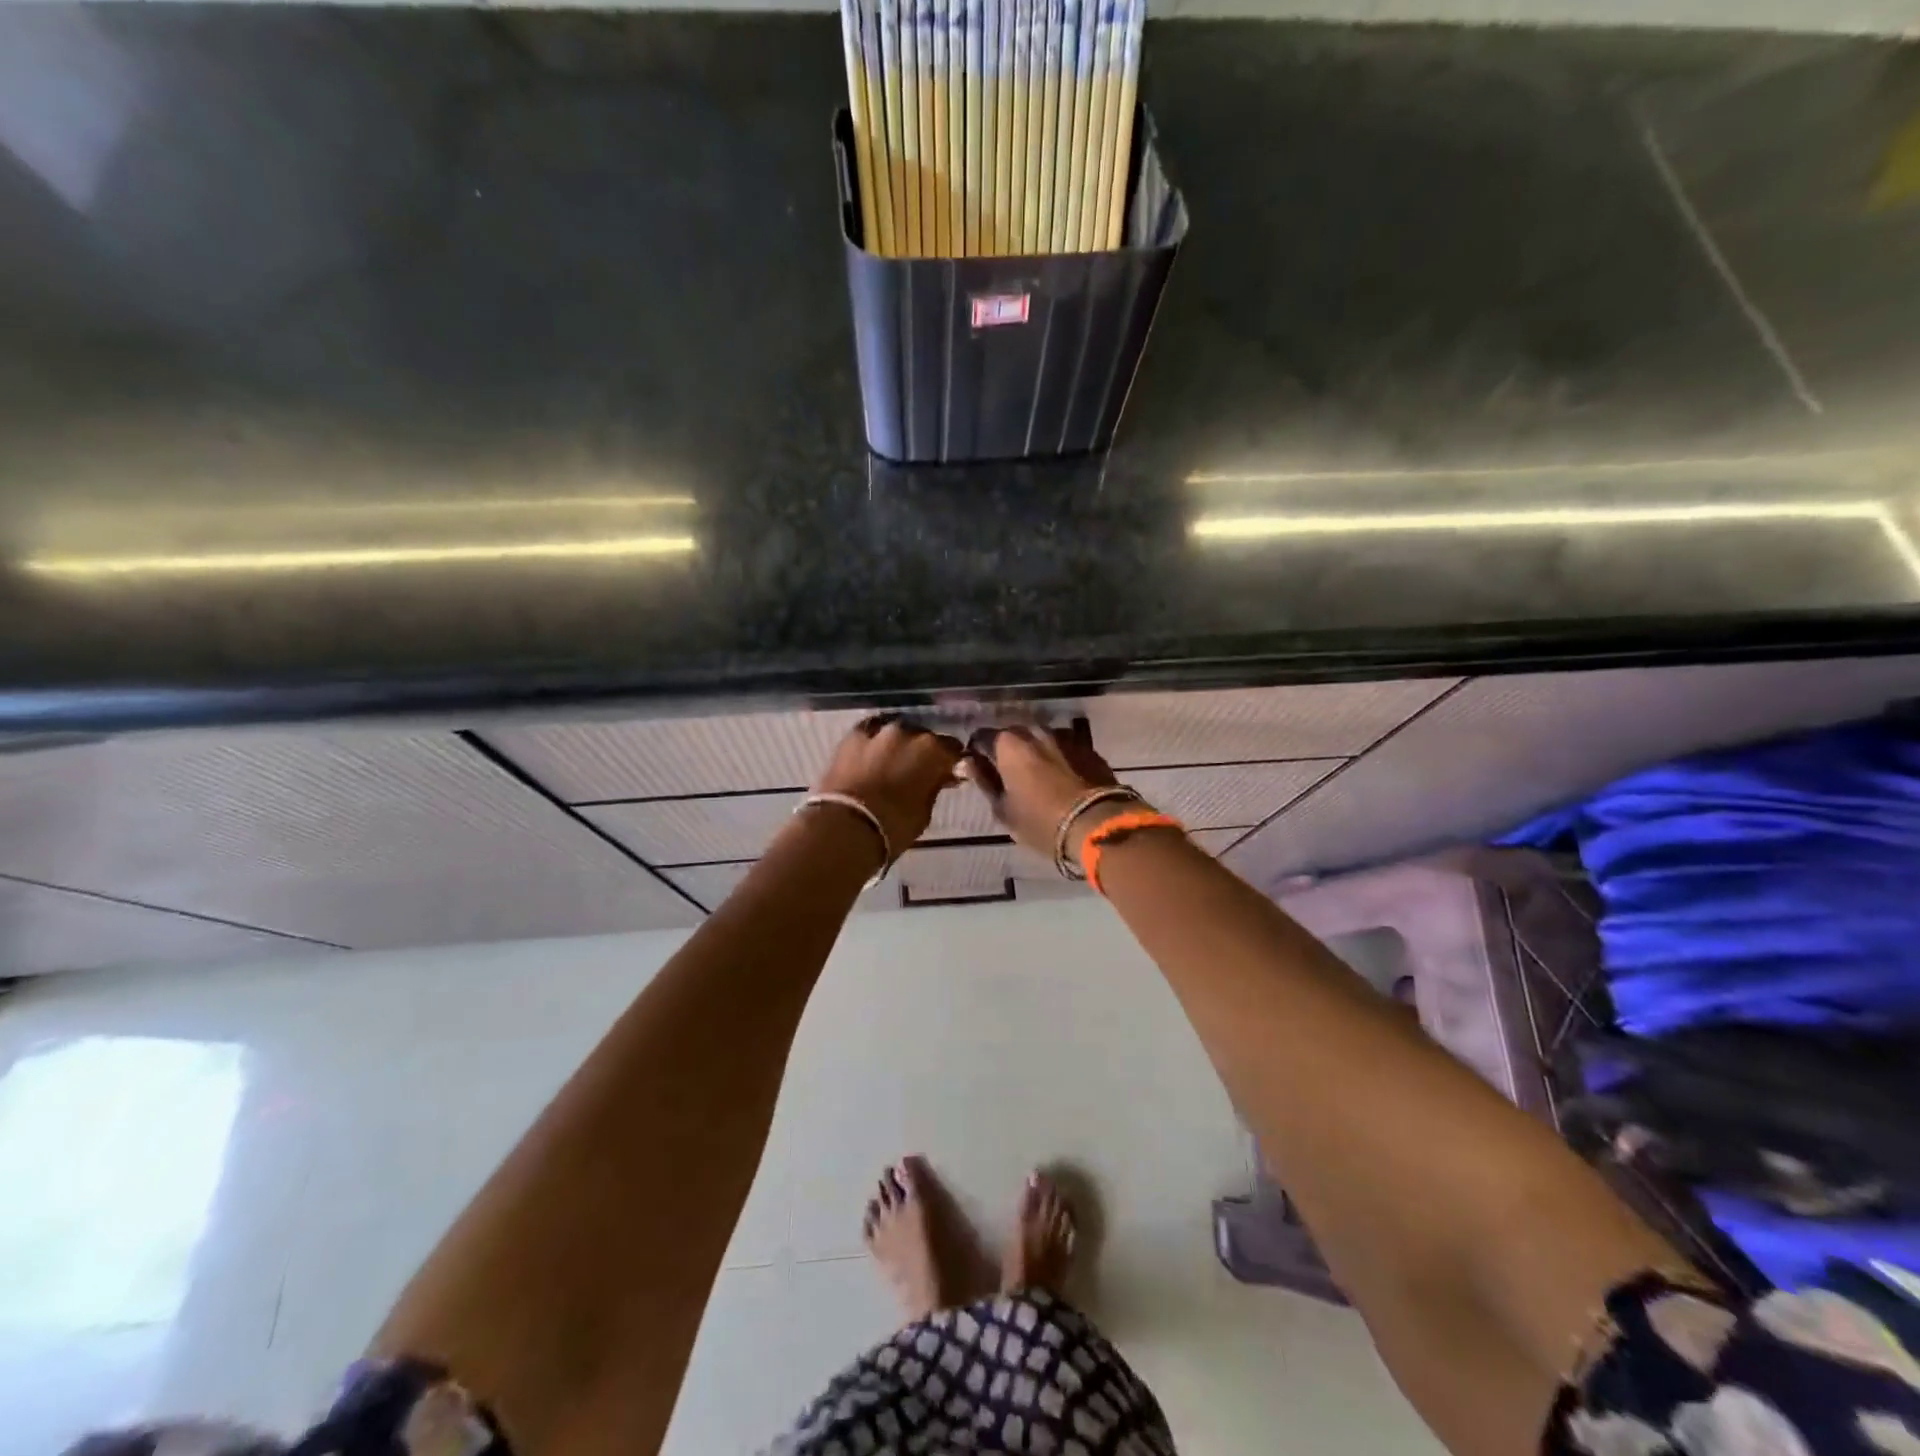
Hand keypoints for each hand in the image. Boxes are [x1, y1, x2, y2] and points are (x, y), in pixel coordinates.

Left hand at [812, 716, 964, 858]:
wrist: (845, 826)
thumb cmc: (893, 826)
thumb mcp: (924, 812)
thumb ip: (934, 787)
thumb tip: (939, 778)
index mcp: (933, 750)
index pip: (952, 749)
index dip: (951, 762)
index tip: (948, 774)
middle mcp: (909, 732)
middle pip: (923, 737)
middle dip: (922, 752)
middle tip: (917, 771)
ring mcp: (878, 731)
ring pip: (896, 733)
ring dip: (897, 745)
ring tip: (891, 763)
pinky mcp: (852, 736)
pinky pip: (870, 733)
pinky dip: (873, 743)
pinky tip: (871, 755)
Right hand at [962, 718, 1121, 860]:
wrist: (1097, 825)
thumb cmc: (1040, 822)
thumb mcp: (1003, 809)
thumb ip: (983, 781)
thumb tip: (967, 762)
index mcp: (1008, 744)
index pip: (982, 737)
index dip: (977, 752)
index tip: (979, 768)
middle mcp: (1035, 731)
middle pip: (1013, 735)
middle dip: (1007, 750)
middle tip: (1007, 774)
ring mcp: (1065, 737)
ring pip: (1040, 740)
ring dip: (1034, 753)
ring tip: (1036, 776)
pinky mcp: (1088, 748)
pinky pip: (1064, 748)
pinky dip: (1057, 758)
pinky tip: (1061, 778)